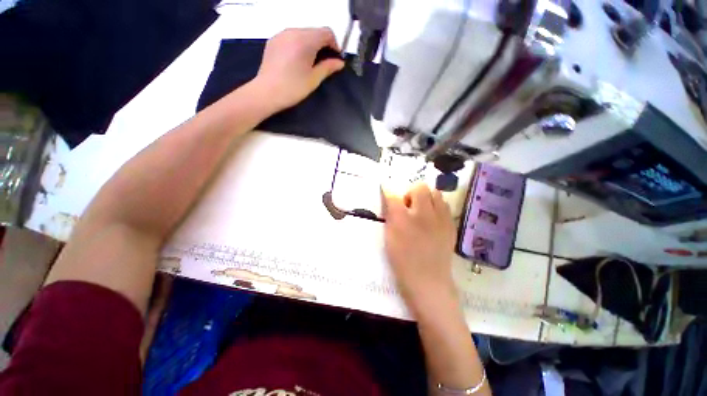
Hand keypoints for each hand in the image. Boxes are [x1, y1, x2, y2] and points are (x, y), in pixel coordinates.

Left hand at [253, 28, 344, 111]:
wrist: (267, 92)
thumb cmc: (293, 88)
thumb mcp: (314, 79)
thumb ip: (328, 67)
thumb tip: (340, 63)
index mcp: (305, 40)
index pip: (326, 32)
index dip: (334, 44)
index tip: (335, 59)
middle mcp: (293, 31)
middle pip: (315, 31)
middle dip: (323, 44)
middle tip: (325, 62)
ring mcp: (282, 34)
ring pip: (303, 33)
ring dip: (311, 44)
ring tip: (311, 62)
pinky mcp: (274, 40)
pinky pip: (292, 36)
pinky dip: (299, 44)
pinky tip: (298, 59)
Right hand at [383, 183, 457, 315]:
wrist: (428, 281)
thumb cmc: (402, 260)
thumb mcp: (389, 238)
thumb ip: (390, 216)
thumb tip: (390, 200)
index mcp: (403, 220)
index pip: (394, 196)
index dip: (388, 191)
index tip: (386, 190)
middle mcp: (423, 215)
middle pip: (420, 187)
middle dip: (411, 193)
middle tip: (408, 207)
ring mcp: (440, 219)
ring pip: (436, 193)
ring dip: (426, 198)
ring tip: (421, 211)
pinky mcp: (450, 225)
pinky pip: (445, 206)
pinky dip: (437, 206)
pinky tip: (432, 219)